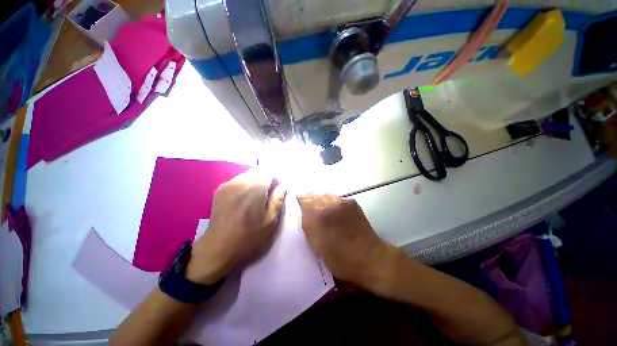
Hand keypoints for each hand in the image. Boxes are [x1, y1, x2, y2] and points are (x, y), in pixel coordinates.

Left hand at [186, 169, 286, 284]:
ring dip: (257, 180)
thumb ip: (278, 199)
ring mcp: (228, 184)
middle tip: (270, 193)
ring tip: (258, 196)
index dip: (277, 177)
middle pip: (259, 170)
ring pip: (248, 174)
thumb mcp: (270, 221)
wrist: (217, 249)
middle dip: (267, 178)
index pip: (269, 170)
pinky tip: (245, 199)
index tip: (279, 187)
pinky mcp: (220, 189)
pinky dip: (246, 184)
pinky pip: (238, 180)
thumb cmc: (248, 237)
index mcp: (255, 188)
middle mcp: (241, 181)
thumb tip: (283, 185)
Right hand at [297, 194, 397, 288]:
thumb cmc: (340, 258)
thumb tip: (303, 210)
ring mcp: (343, 201)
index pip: (304, 199)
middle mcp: (330, 203)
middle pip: (315, 195)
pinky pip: (336, 199)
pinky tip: (334, 214)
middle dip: (310, 201)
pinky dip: (331, 203)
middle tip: (309, 212)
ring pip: (325, 195)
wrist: (370, 258)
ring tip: (322, 213)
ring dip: (320, 201)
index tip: (298, 207)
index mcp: (320, 215)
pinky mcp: (352, 203)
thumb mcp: (317, 245)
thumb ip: (307, 224)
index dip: (300, 202)